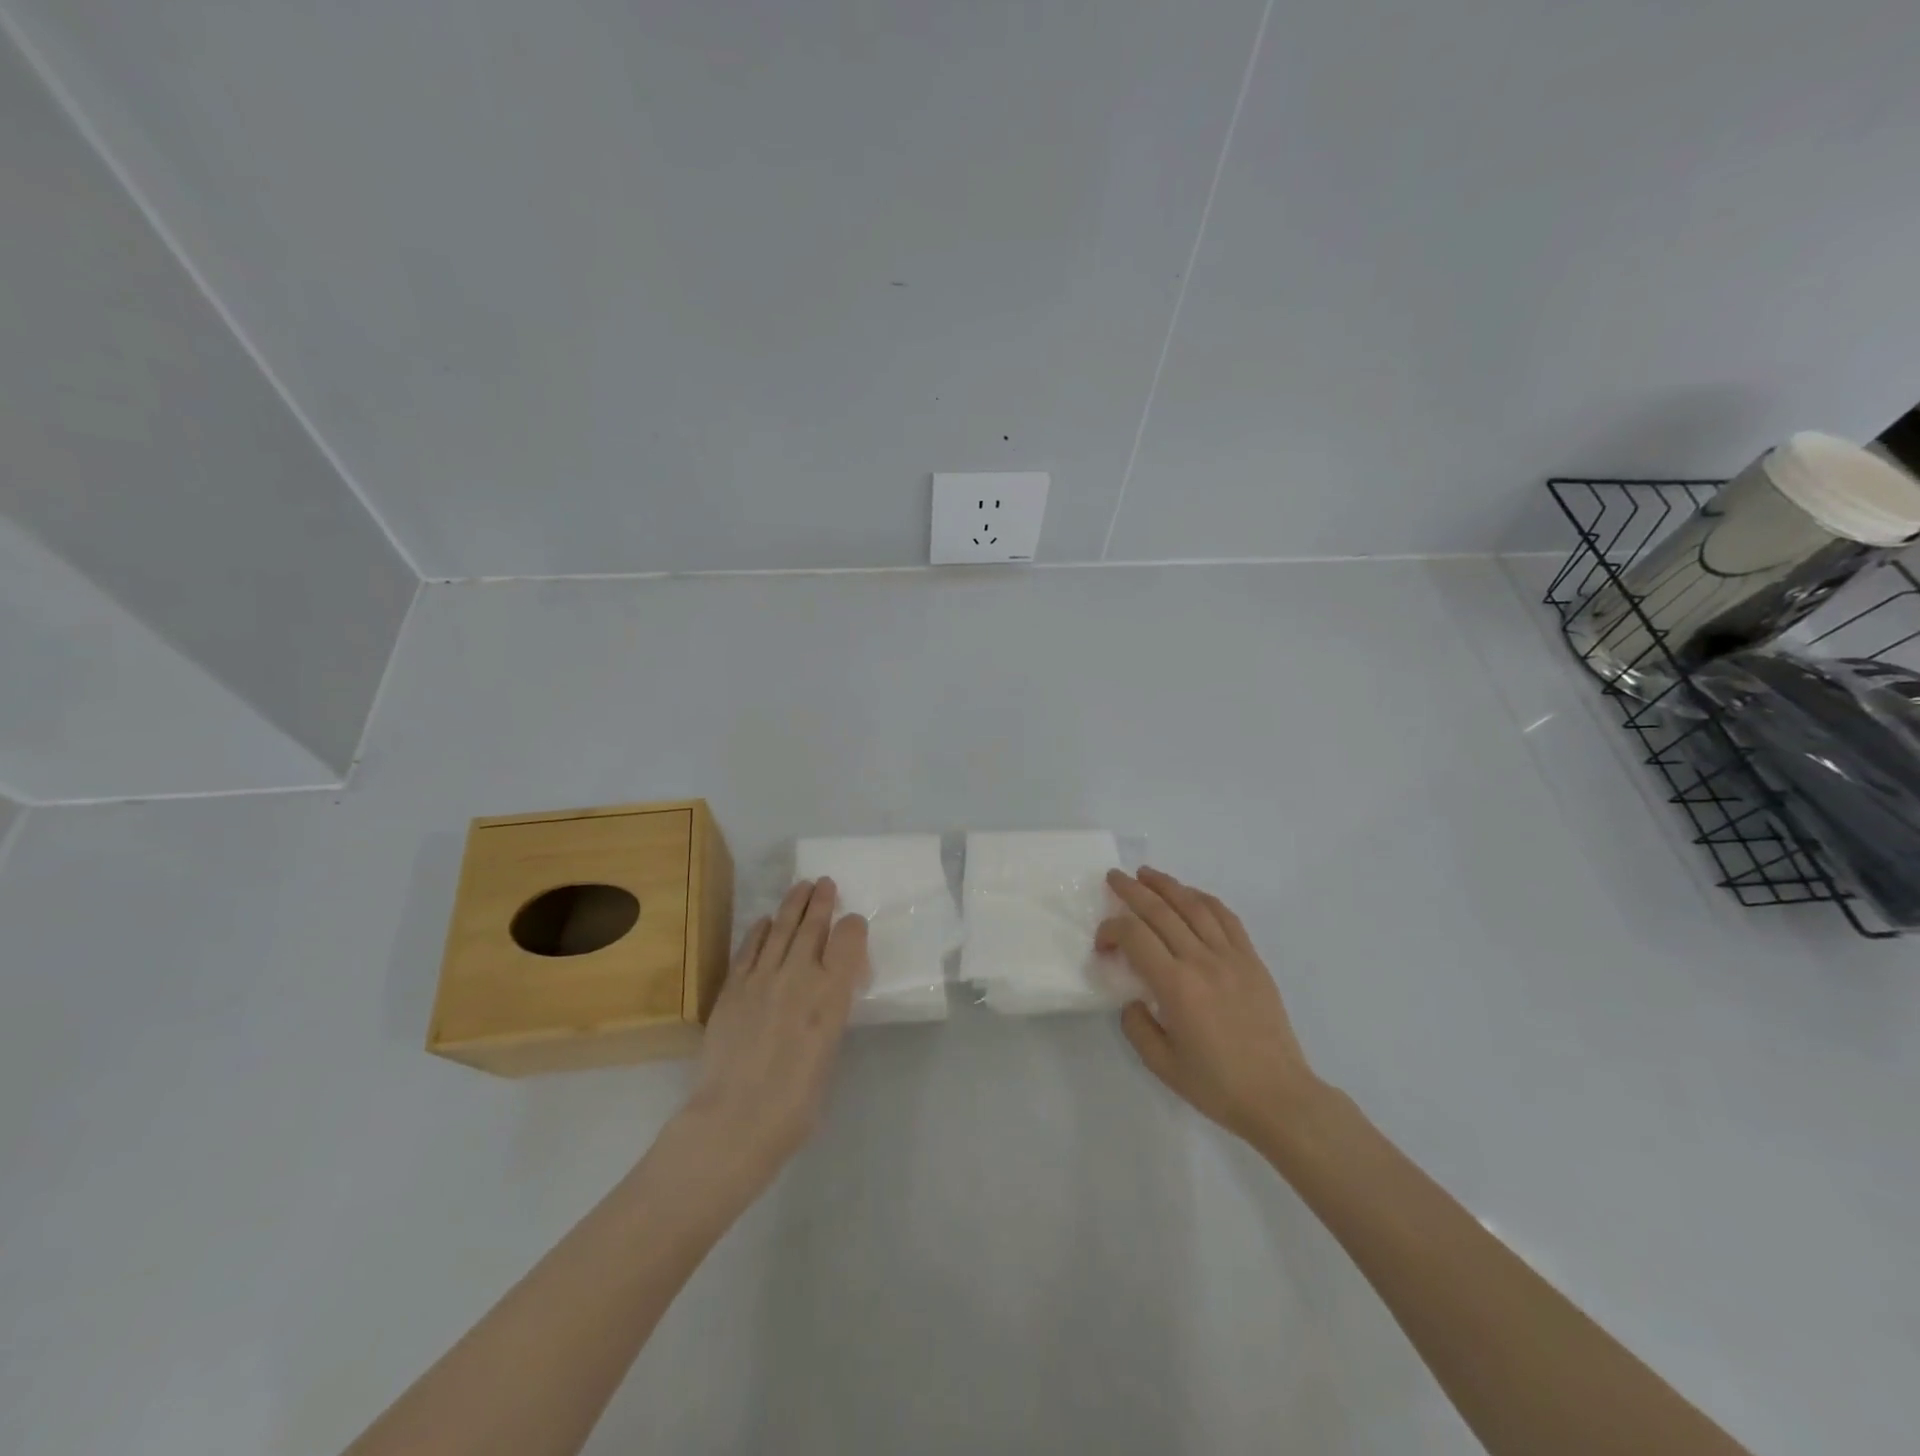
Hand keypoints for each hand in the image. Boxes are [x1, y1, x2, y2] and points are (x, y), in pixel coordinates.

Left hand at [678, 878, 868, 1195]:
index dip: (853, 927)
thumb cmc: (795, 1105)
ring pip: (781, 928)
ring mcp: (762, 978)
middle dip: (821, 901)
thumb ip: (829, 1017)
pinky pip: (749, 948)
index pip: (848, 941)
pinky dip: (759, 930)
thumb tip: (824, 1001)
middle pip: (813, 925)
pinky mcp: (733, 987)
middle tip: (825, 883)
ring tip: (801, 886)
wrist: (734, 1120)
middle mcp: (800, 976)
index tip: (853, 922)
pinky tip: (765, 920)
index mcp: (832, 995)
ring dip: (793, 904)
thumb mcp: (829, 1056)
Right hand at [1098, 868, 1322, 1148]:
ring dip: (1167, 885)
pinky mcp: (1252, 961)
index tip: (1102, 943)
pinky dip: (1204, 899)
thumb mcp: (1161, 1064)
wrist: (1279, 1096)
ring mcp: (1231, 957)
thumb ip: (1137, 1026)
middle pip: (1161, 911)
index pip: (1135, 936)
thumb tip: (1134, 999)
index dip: (1111, 929)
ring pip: (1194, 906)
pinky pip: (1226, 918)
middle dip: (1132, 890)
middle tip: (1114, 877)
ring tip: (1146, 874)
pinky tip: (1190, 895)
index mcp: (1176, 986)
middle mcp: (1202, 961)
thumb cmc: (1217, 1085)